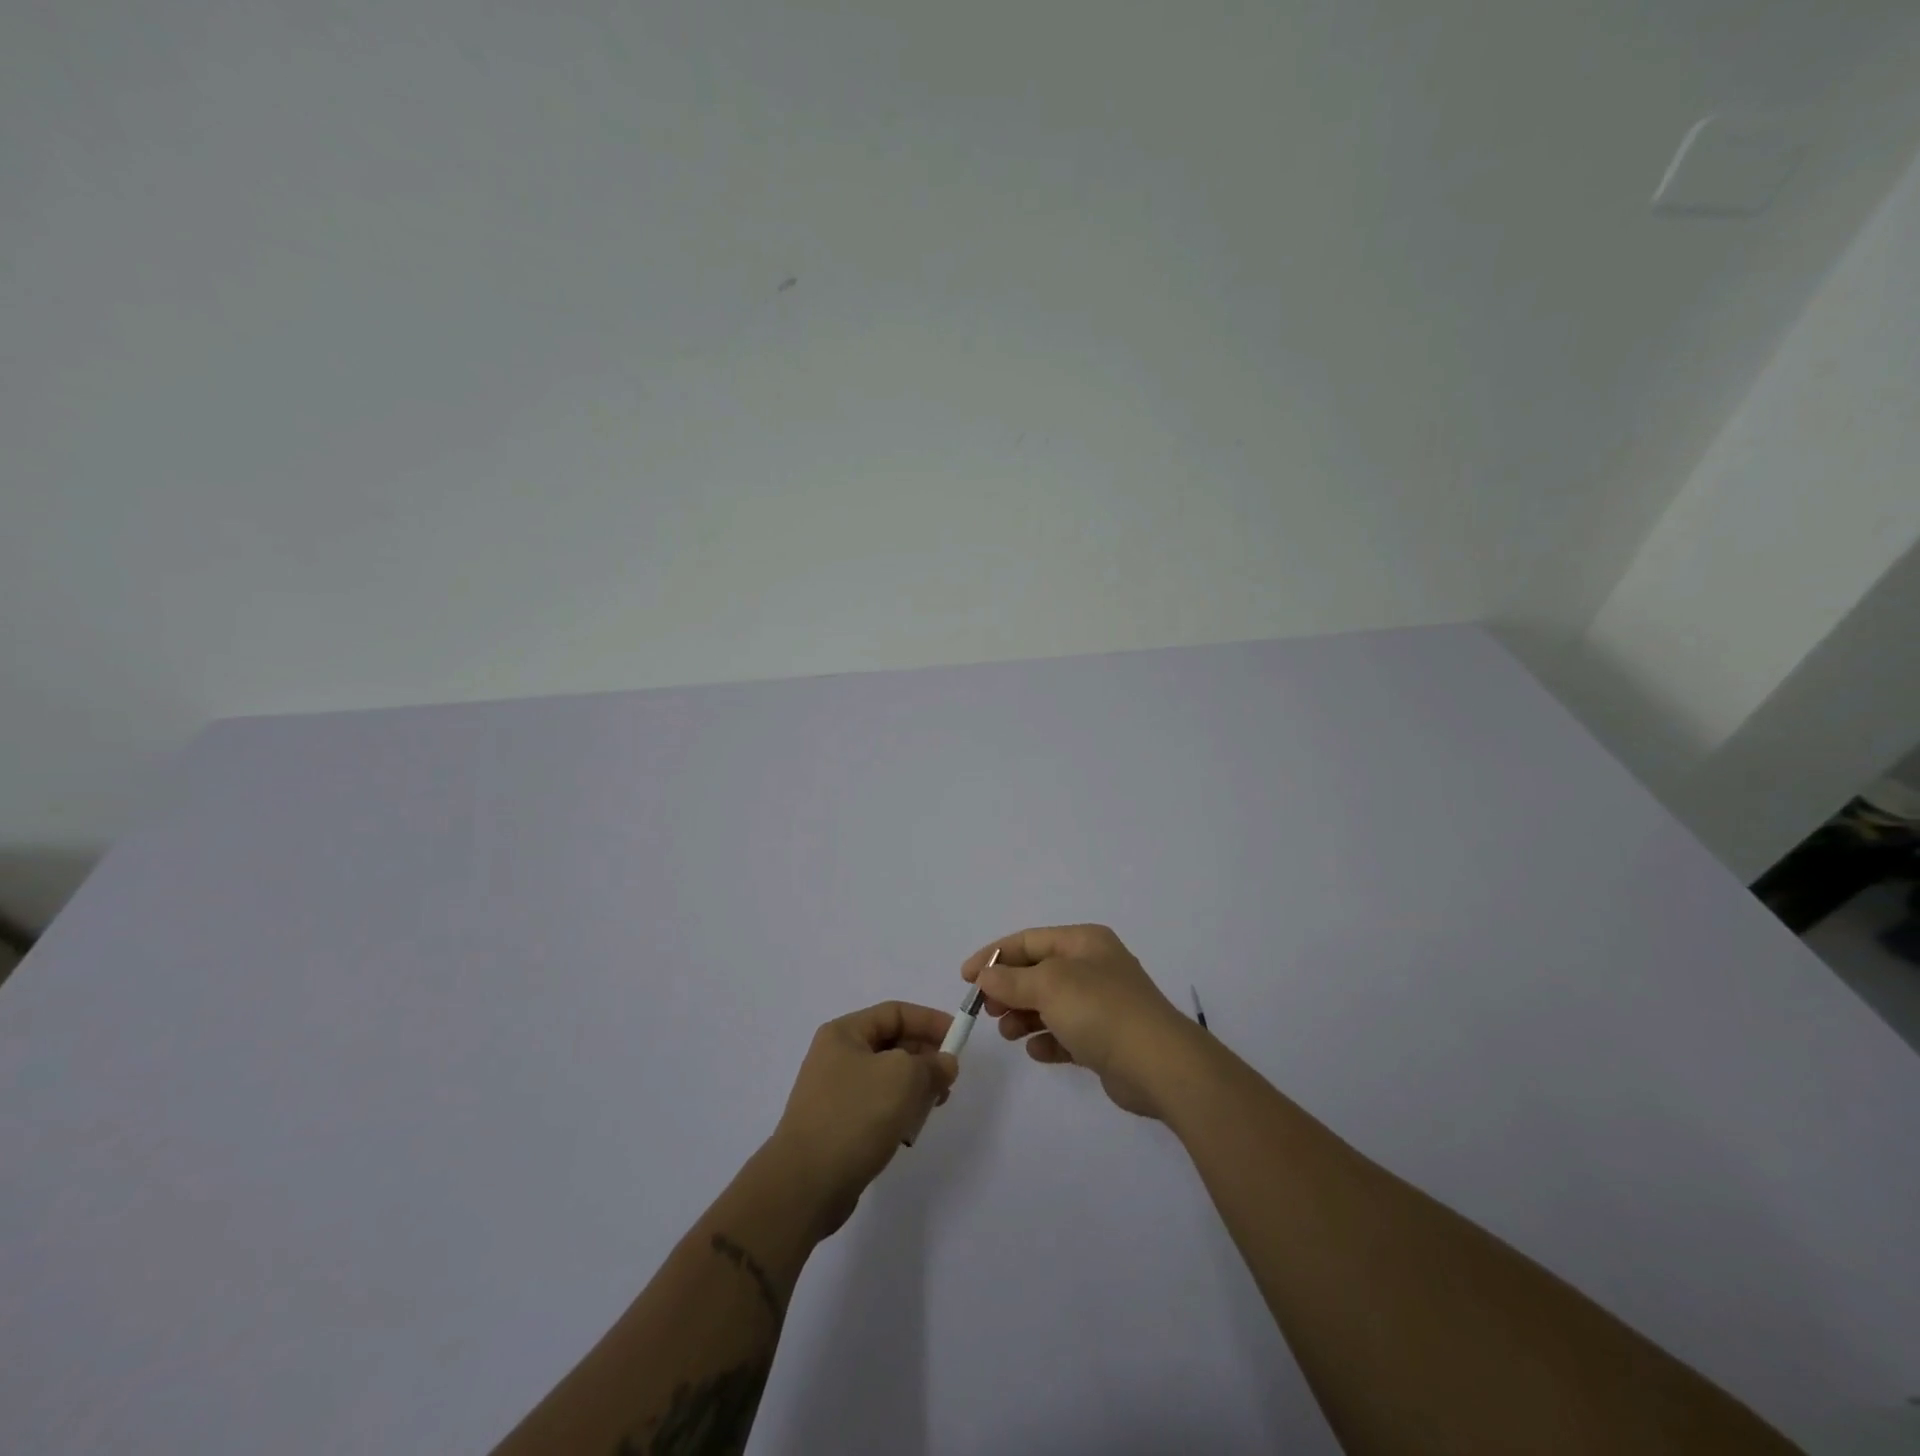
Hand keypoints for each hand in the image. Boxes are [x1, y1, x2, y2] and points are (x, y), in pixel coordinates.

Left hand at [765, 1001, 959, 1238]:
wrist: (805, 1185)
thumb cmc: (855, 1116)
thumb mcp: (903, 1077)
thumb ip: (932, 1063)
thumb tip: (945, 1063)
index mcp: (844, 1033)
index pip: (895, 1012)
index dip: (930, 1021)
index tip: (959, 1038)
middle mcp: (836, 1056)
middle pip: (892, 1044)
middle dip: (925, 1057)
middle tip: (949, 1079)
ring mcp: (834, 1092)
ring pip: (887, 1077)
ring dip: (914, 1088)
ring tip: (933, 1106)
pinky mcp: (838, 1124)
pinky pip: (877, 1106)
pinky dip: (898, 1112)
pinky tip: (909, 1131)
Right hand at [964, 924, 1202, 1118]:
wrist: (1159, 1064)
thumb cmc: (1100, 1010)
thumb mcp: (1048, 986)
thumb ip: (1011, 980)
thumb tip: (986, 977)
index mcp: (1083, 942)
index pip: (1028, 941)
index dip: (994, 956)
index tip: (965, 979)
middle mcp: (1093, 967)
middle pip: (1038, 972)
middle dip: (1009, 989)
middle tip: (987, 1010)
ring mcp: (1102, 1004)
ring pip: (1050, 1004)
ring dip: (1024, 1016)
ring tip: (1008, 1033)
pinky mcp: (1106, 1039)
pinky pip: (1066, 1034)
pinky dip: (1048, 1040)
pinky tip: (1036, 1051)